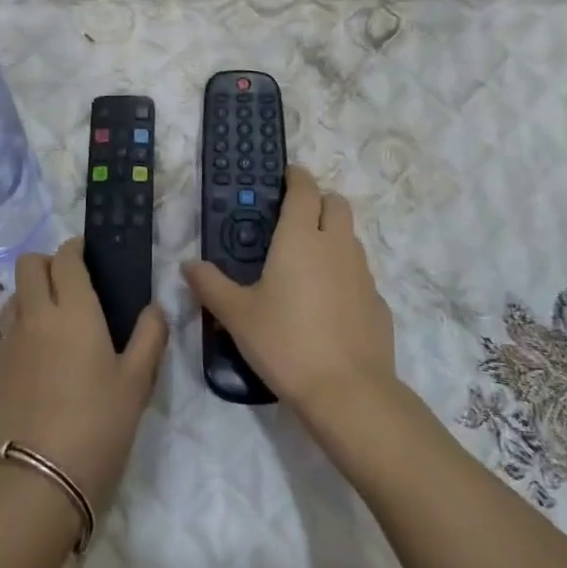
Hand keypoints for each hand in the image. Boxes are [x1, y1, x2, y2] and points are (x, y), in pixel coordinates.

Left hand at [0, 239, 166, 526]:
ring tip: (57, 322)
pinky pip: (7, 330)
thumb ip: (149, 337)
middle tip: (73, 284)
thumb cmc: (97, 425)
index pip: (65, 257)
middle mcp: (35, 315)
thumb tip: (154, 308)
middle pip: (28, 264)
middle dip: (49, 263)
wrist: (37, 482)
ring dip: (32, 294)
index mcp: (72, 309)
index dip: (76, 249)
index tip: (90, 256)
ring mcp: (9, 342)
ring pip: (14, 296)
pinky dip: (23, 328)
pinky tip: (43, 360)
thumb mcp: (137, 382)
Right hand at [182, 166, 394, 422]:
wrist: (348, 392)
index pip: (304, 190)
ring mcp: (363, 273)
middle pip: (336, 203)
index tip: (286, 175)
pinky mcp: (378, 302)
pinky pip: (360, 274)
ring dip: (333, 235)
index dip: (296, 177)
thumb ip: (210, 285)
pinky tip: (328, 303)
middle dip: (319, 200)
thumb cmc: (286, 343)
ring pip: (351, 237)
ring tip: (307, 262)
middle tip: (295, 217)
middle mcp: (336, 245)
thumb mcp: (237, 315)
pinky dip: (344, 274)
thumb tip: (188, 264)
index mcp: (300, 238)